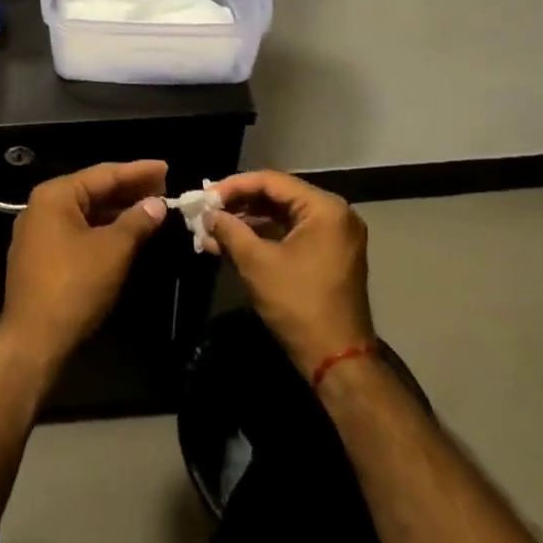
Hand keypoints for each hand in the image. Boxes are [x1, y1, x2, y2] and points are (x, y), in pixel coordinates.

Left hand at [0, 161, 170, 368]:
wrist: (33, 340)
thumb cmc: (74, 286)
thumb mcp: (113, 250)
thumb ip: (137, 221)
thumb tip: (157, 203)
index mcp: (55, 196)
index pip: (103, 174)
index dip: (137, 171)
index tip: (166, 167)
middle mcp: (42, 207)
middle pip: (93, 190)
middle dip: (129, 190)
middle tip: (164, 186)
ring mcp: (38, 233)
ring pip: (86, 213)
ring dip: (118, 210)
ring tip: (151, 207)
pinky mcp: (41, 257)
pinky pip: (78, 231)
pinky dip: (103, 229)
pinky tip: (127, 232)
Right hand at [206, 172, 374, 379]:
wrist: (337, 360)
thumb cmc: (298, 304)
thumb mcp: (257, 263)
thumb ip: (230, 230)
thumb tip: (207, 215)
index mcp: (324, 208)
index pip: (271, 181)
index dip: (234, 186)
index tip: (204, 196)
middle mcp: (335, 214)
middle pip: (277, 196)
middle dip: (238, 205)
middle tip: (206, 211)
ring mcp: (334, 235)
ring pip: (282, 216)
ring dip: (247, 223)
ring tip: (211, 231)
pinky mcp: (329, 255)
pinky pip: (291, 234)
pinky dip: (263, 237)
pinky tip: (232, 244)